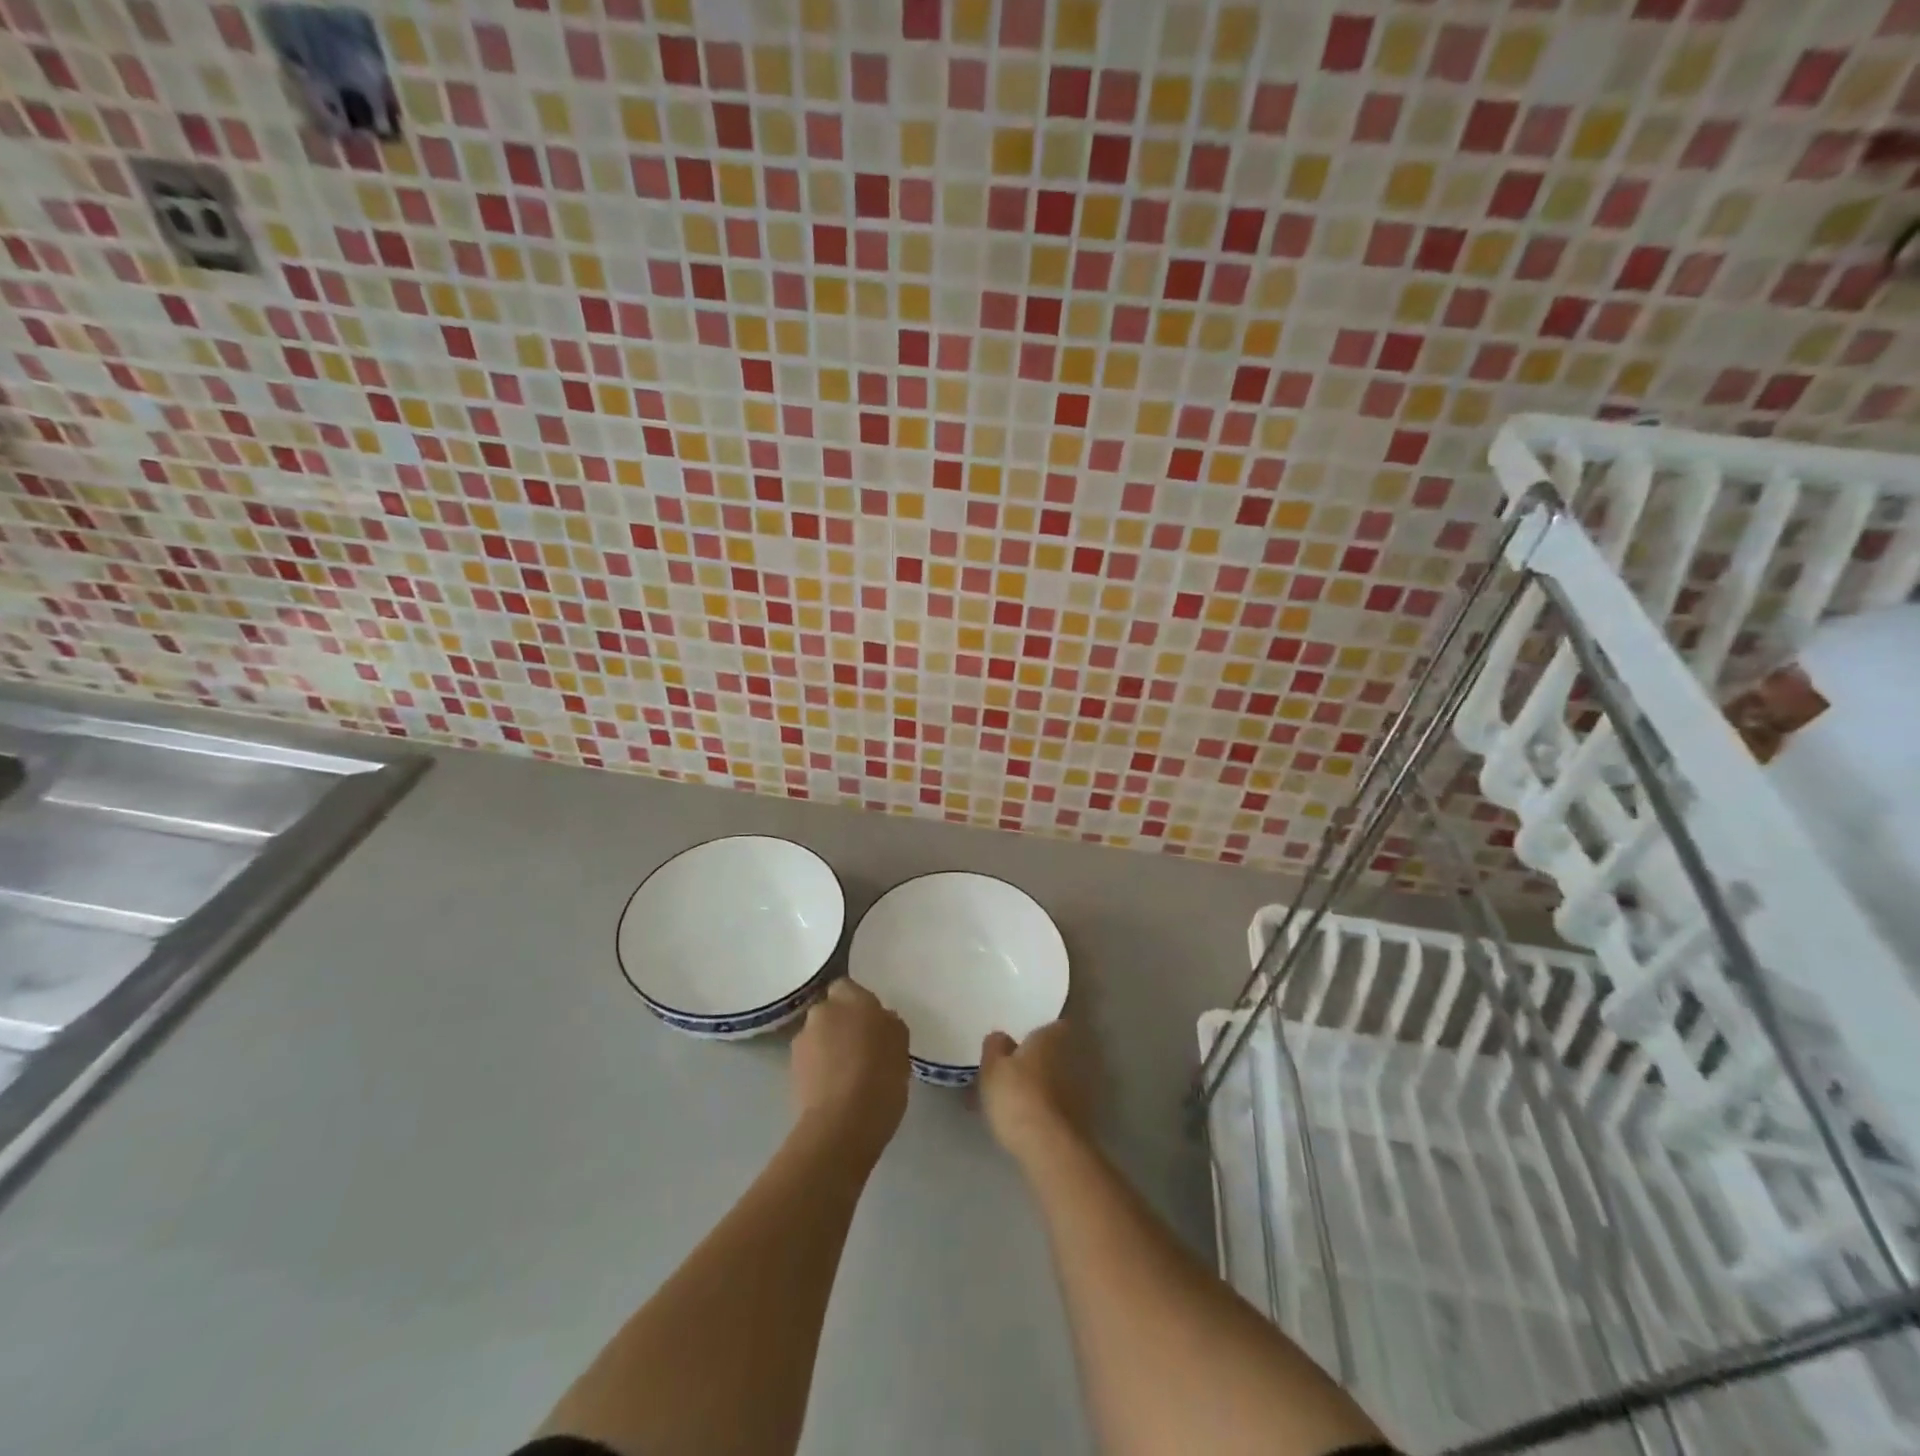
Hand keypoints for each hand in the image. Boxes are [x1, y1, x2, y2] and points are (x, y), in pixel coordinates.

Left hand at [791, 979, 909, 1158]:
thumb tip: (879, 1021)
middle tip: (861, 1047)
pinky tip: (836, 1090)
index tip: (872, 1023)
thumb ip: (888, 1024)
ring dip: (829, 1047)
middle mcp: (822, 1012)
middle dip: (841, 1024)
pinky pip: (811, 1061)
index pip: (847, 987)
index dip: (857, 1004)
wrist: (843, 1124)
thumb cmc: (881, 1077)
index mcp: (851, 998)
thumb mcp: (901, 1045)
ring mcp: (802, 1041)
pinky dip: (820, 1069)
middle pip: (830, 1012)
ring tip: (848, 1074)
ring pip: (818, 1036)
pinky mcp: (791, 1071)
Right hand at [979, 1019, 1086, 1161]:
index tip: (1023, 1042)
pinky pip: (1055, 1107)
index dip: (1039, 1033)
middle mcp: (1069, 1058)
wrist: (1049, 1147)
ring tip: (1010, 1104)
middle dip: (1035, 1062)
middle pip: (1052, 1055)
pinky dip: (1042, 1110)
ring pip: (1053, 1082)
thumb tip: (1002, 1038)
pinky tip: (1022, 1123)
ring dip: (1038, 1088)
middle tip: (1009, 1074)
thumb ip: (994, 1047)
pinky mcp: (1080, 1120)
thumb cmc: (1016, 1096)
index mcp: (1049, 1039)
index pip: (1053, 1026)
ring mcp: (1078, 1090)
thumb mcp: (992, 1068)